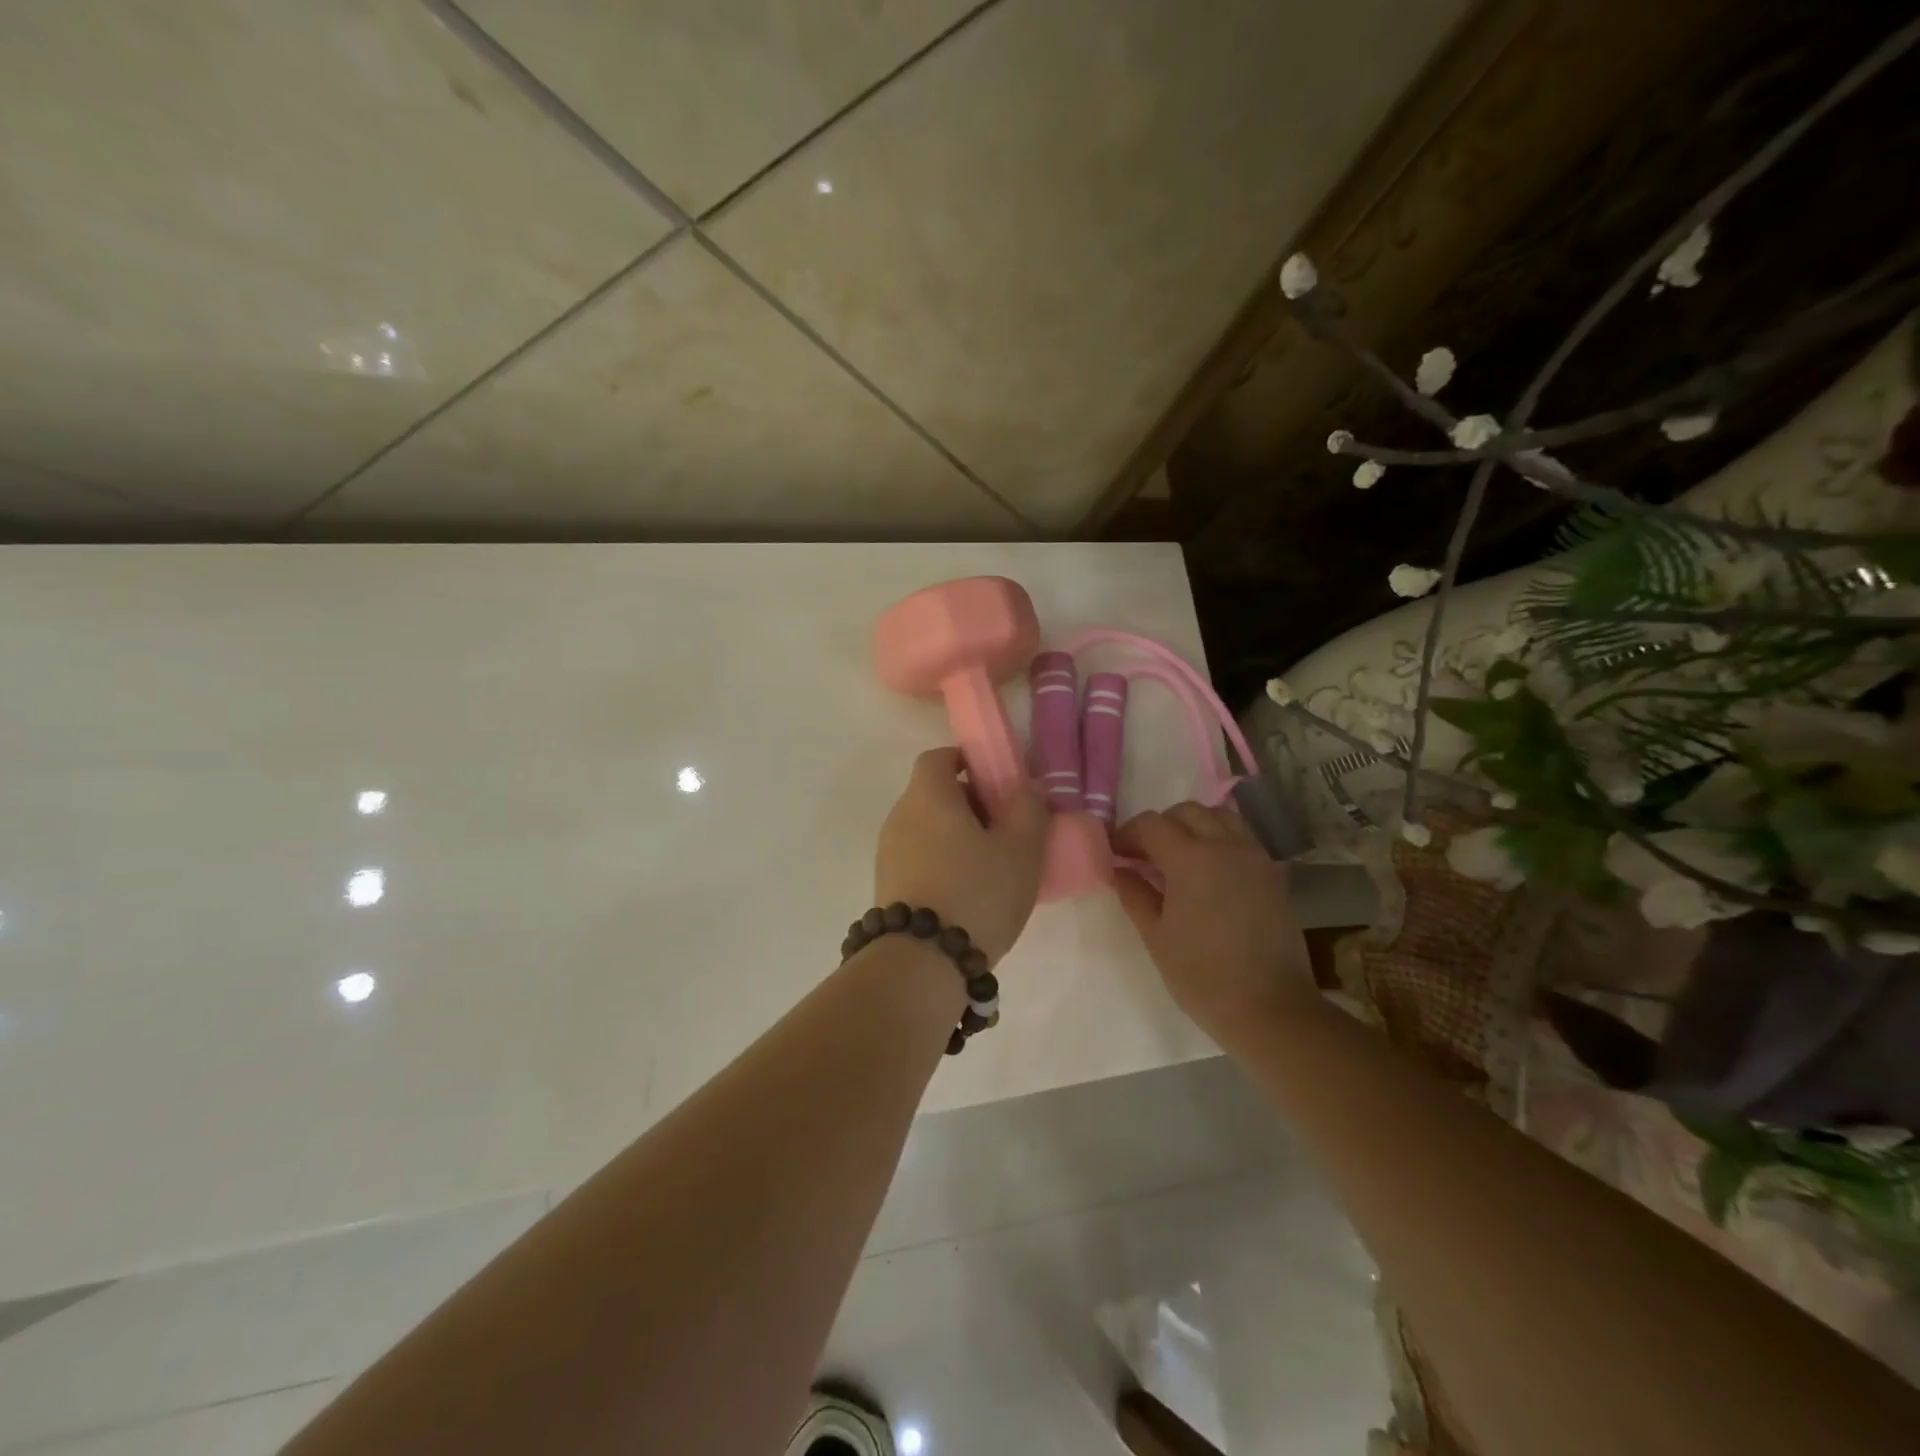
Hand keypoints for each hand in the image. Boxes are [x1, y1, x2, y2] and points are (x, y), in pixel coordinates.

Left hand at [874, 748, 1048, 966]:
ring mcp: (889, 853)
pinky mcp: (888, 886)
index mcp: (928, 796)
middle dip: (970, 802)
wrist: (922, 962)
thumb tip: (1030, 785)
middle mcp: (900, 817)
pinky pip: (919, 857)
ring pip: (927, 828)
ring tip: (992, 864)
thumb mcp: (1020, 849)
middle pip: (934, 793)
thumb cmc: (976, 892)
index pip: (939, 757)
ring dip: (957, 835)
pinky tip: (969, 891)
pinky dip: (943, 861)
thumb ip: (1030, 808)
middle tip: (1006, 826)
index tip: (998, 781)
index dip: (967, 761)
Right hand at [1113, 802, 1314, 1034]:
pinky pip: (1242, 837)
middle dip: (1160, 826)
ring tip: (1178, 857)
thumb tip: (1119, 870)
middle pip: (1187, 812)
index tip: (1115, 854)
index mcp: (1191, 859)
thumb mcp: (1156, 937)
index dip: (1127, 834)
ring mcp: (1255, 857)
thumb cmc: (1203, 976)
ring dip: (1193, 826)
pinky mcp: (1273, 874)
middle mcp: (1226, 846)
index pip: (1152, 825)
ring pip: (1219, 817)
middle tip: (1144, 855)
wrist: (1271, 1008)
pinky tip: (1209, 870)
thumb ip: (1134, 895)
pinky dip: (1220, 839)